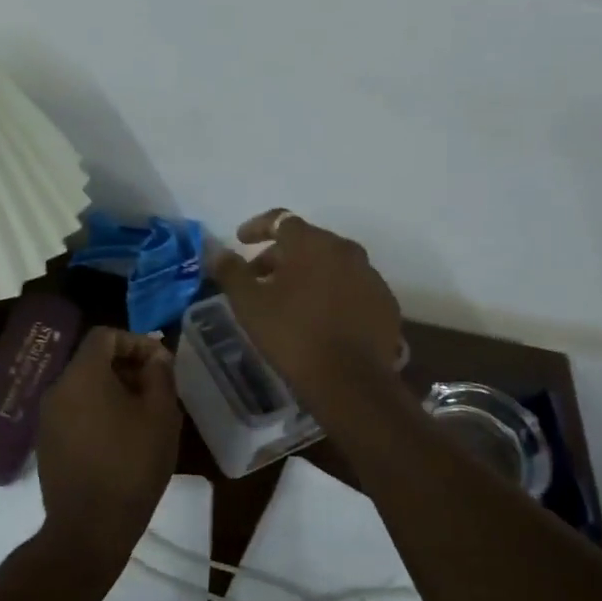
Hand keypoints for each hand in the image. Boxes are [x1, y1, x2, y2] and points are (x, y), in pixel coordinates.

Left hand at [36, 328, 181, 576]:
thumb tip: (156, 358)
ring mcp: (47, 418)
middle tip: (156, 390)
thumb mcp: (161, 415)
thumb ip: (160, 375)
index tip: (160, 364)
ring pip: (83, 388)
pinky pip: (75, 412)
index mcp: (82, 375)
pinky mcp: (46, 444)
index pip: (105, 336)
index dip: (136, 342)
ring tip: (143, 416)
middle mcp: (57, 389)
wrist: (89, 529)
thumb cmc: (131, 465)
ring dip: (114, 392)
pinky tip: (120, 440)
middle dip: (127, 368)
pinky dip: (97, 413)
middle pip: (93, 361)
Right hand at [210, 210, 402, 406]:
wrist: (350, 380)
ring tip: (289, 300)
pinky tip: (320, 318)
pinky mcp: (385, 302)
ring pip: (332, 264)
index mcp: (313, 243)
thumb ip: (231, 271)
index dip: (257, 227)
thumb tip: (217, 252)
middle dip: (280, 255)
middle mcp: (346, 250)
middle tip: (259, 278)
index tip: (240, 241)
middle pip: (307, 242)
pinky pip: (352, 287)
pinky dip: (333, 293)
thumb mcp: (250, 303)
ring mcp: (371, 276)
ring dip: (308, 274)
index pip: (281, 220)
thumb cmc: (293, 334)